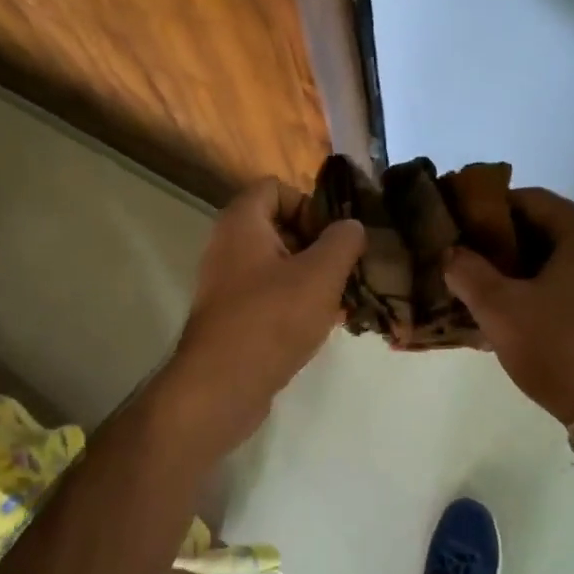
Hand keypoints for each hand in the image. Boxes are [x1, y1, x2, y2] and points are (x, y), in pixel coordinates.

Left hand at [161, 178, 365, 454]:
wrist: (221, 386)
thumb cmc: (272, 318)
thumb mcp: (321, 274)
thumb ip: (343, 241)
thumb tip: (351, 226)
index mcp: (242, 222)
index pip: (276, 188)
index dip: (310, 203)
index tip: (336, 235)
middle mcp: (229, 246)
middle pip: (281, 227)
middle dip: (319, 245)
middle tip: (349, 268)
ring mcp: (228, 284)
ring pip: (280, 265)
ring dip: (314, 277)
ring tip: (346, 298)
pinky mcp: (234, 317)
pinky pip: (271, 296)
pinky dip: (298, 303)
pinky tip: (327, 324)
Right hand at [443, 187, 573, 425]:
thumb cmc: (557, 347)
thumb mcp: (498, 307)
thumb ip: (466, 270)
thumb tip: (451, 252)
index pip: (529, 200)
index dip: (488, 211)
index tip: (459, 230)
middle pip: (548, 226)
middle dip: (505, 242)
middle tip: (468, 261)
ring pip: (564, 254)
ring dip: (526, 266)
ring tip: (489, 287)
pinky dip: (550, 284)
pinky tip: (523, 308)